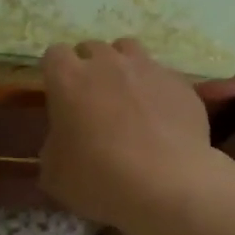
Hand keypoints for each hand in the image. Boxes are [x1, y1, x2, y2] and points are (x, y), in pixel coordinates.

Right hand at [39, 39, 228, 229]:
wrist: (165, 186)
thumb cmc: (98, 179)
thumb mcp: (54, 173)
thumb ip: (54, 146)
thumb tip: (64, 143)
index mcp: (68, 79)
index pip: (54, 54)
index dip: (56, 73)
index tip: (59, 95)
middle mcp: (107, 63)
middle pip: (92, 48)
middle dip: (89, 67)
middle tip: (93, 100)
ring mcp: (147, 68)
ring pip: (129, 50)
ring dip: (123, 67)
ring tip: (127, 97)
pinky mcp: (179, 83)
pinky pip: (162, 75)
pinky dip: (156, 89)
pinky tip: (160, 117)